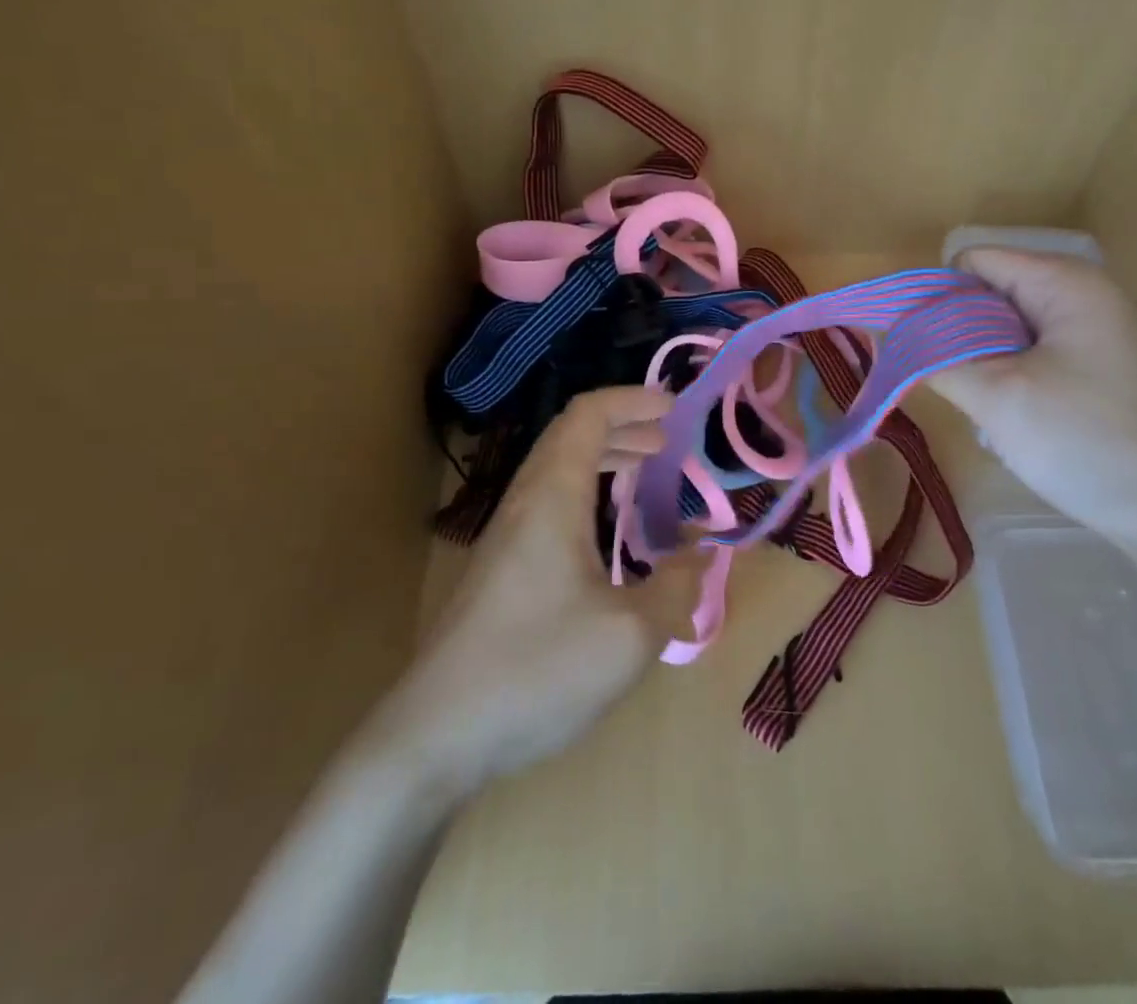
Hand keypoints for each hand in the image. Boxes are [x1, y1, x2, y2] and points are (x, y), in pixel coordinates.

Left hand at [370, 387, 704, 798]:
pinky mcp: (499, 570)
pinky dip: (587, 493)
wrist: (434, 736)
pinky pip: (549, 504)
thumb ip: (676, 588)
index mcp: (552, 496)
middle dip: (624, 427)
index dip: (632, 400)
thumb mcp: (629, 635)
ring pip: (557, 470)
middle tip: (667, 441)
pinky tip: (607, 533)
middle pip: (571, 436)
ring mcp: (505, 537)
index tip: (674, 407)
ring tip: (645, 471)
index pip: (588, 415)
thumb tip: (701, 555)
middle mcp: (525, 503)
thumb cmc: (536, 670)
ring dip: (604, 459)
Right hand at [929, 248, 1136, 551]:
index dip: (936, 298)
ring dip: (980, 359)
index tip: (917, 348)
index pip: (971, 262)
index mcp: (1062, 281)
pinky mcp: (1094, 365)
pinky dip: (1006, 375)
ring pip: (1004, 327)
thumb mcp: (995, 397)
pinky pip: (1028, 352)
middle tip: (951, 382)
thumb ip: (934, 358)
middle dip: (956, 332)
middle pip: (988, 291)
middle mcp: (1079, 293)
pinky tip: (1010, 414)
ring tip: (983, 403)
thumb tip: (890, 336)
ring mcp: (1091, 330)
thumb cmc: (1085, 441)